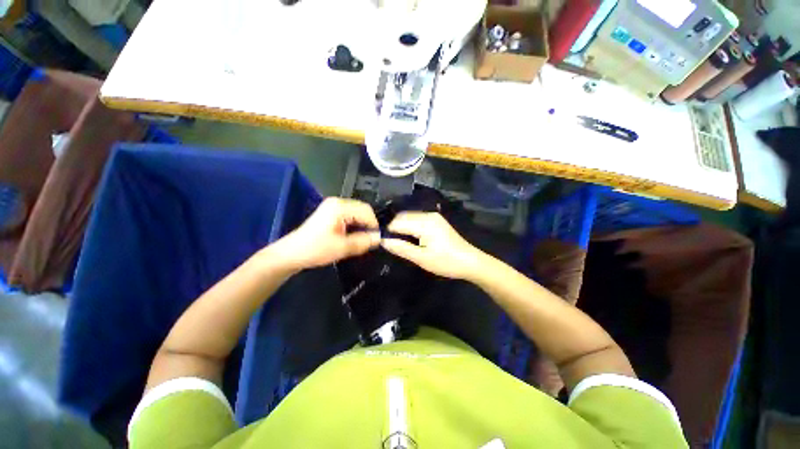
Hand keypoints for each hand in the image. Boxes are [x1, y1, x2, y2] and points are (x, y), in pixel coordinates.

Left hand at [272, 198, 379, 270]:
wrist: (292, 254)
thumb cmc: (315, 249)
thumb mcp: (342, 248)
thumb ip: (363, 242)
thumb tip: (379, 238)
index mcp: (340, 207)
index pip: (367, 211)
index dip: (374, 225)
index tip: (376, 240)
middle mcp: (338, 202)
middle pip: (363, 210)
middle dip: (368, 225)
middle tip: (370, 241)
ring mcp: (334, 207)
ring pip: (358, 214)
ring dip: (362, 226)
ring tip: (362, 240)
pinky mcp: (332, 213)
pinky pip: (351, 216)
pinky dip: (356, 225)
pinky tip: (353, 236)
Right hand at [381, 212, 486, 280]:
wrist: (470, 262)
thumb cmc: (446, 262)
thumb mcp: (421, 258)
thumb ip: (401, 248)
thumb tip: (383, 241)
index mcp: (424, 223)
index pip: (398, 222)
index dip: (388, 232)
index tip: (384, 244)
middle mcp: (428, 215)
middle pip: (403, 217)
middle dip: (395, 229)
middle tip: (393, 245)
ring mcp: (433, 216)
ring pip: (409, 217)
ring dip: (402, 228)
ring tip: (401, 244)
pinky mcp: (436, 220)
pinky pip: (417, 220)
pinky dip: (410, 227)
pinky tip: (412, 239)